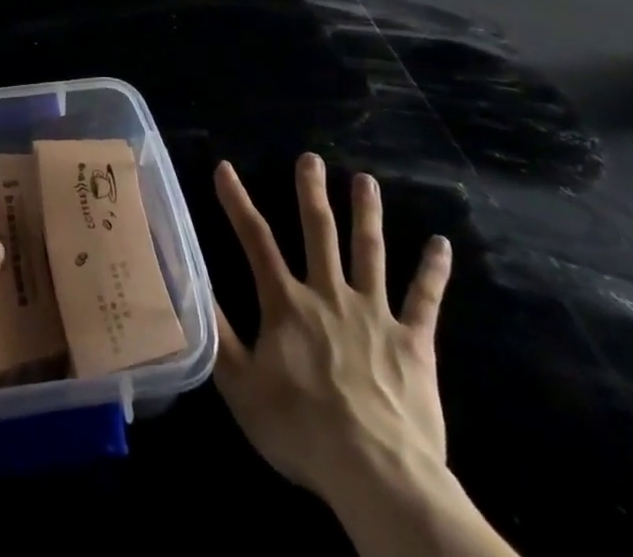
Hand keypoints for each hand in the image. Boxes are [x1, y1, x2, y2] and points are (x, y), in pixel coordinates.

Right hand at [212, 155, 451, 497]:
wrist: (378, 475)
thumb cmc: (302, 431)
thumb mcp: (241, 387)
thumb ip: (218, 333)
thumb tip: (191, 283)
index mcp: (286, 304)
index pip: (256, 240)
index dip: (237, 202)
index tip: (225, 168)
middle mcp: (329, 294)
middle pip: (319, 232)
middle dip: (312, 192)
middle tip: (311, 158)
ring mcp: (374, 314)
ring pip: (369, 252)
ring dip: (367, 213)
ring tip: (366, 180)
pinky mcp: (413, 342)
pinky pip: (424, 300)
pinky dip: (433, 271)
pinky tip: (441, 244)